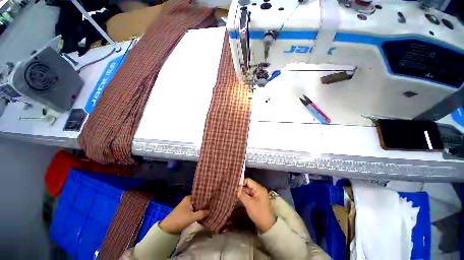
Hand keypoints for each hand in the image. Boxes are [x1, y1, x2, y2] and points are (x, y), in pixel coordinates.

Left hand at [159, 196, 208, 233]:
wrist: (167, 229)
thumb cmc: (179, 220)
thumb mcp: (191, 217)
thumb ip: (202, 213)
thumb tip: (210, 210)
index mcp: (189, 198)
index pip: (200, 195)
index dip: (207, 197)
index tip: (213, 199)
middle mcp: (189, 200)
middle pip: (199, 200)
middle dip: (205, 203)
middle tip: (214, 204)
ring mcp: (187, 205)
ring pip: (197, 205)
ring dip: (202, 208)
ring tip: (211, 208)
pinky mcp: (187, 211)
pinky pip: (195, 209)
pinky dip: (199, 211)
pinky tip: (205, 213)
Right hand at [237, 178, 275, 232]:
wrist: (267, 225)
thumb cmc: (258, 212)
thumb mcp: (249, 203)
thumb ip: (242, 195)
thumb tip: (236, 189)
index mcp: (259, 188)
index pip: (248, 181)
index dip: (241, 183)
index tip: (234, 187)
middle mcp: (259, 189)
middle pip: (248, 185)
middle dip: (241, 189)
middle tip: (233, 192)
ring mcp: (258, 195)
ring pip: (248, 191)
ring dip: (242, 193)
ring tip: (234, 196)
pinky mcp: (257, 200)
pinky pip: (249, 196)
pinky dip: (244, 197)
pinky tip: (238, 199)